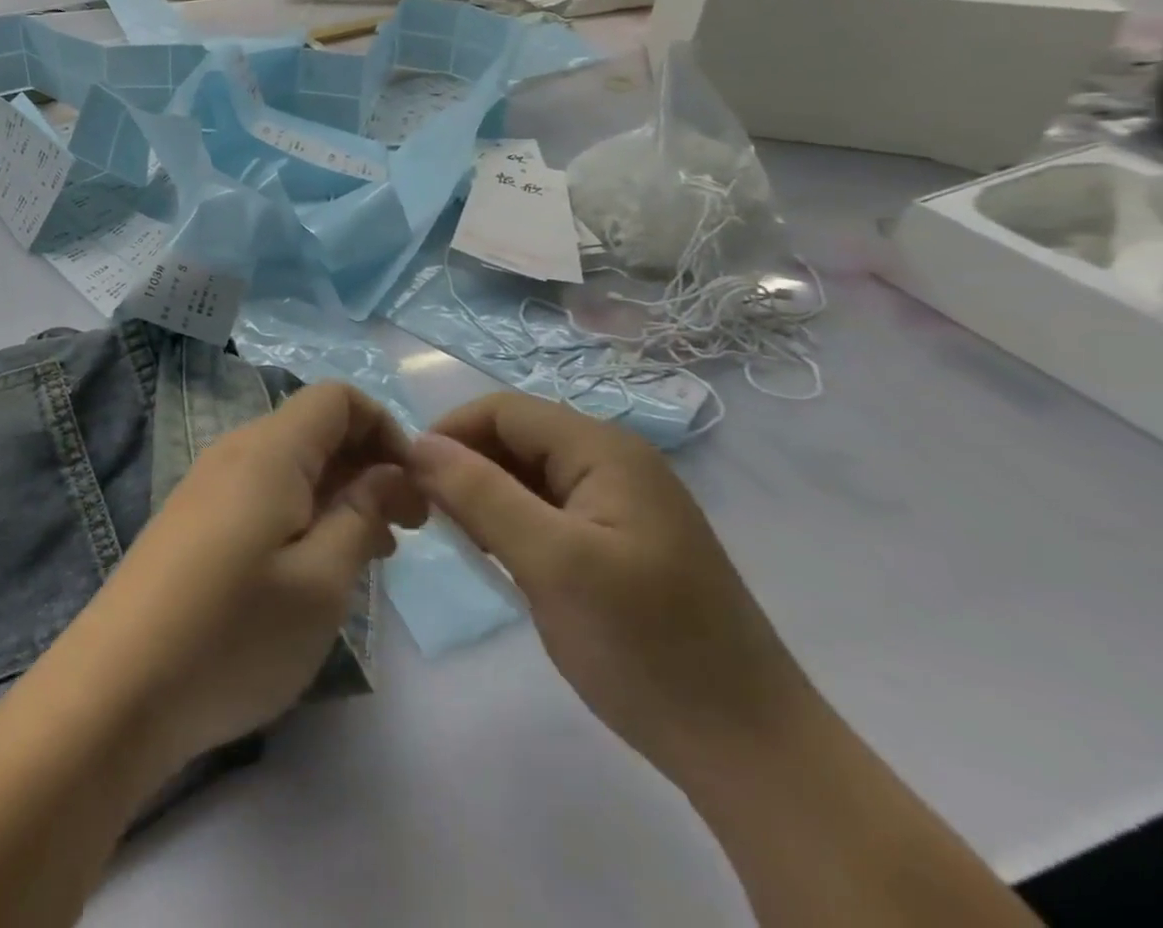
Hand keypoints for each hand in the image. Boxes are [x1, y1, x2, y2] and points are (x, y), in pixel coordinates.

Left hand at [65, 382, 425, 775]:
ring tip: (370, 554)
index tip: (413, 488)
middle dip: (367, 465)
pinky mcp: (192, 521)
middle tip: (406, 530)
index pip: (336, 398)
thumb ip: (362, 515)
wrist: (116, 689)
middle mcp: (235, 452)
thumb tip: (388, 472)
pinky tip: (313, 569)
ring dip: (337, 494)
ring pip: (290, 466)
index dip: (385, 428)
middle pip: (314, 430)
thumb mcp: (321, 581)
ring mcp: (207, 486)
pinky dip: (301, 514)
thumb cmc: (233, 632)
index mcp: (269, 450)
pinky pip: (261, 494)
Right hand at [407, 394, 818, 786]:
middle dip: (466, 465)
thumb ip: (480, 493)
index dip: (450, 433)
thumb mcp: (551, 563)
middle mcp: (615, 461)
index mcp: (604, 449)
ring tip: (460, 540)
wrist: (751, 752)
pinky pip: (550, 508)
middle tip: (429, 517)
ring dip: (487, 495)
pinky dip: (514, 522)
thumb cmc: (647, 647)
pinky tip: (500, 558)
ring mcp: (622, 502)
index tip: (410, 479)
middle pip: (517, 437)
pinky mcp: (622, 540)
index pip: (504, 410)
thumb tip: (417, 444)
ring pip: (530, 474)